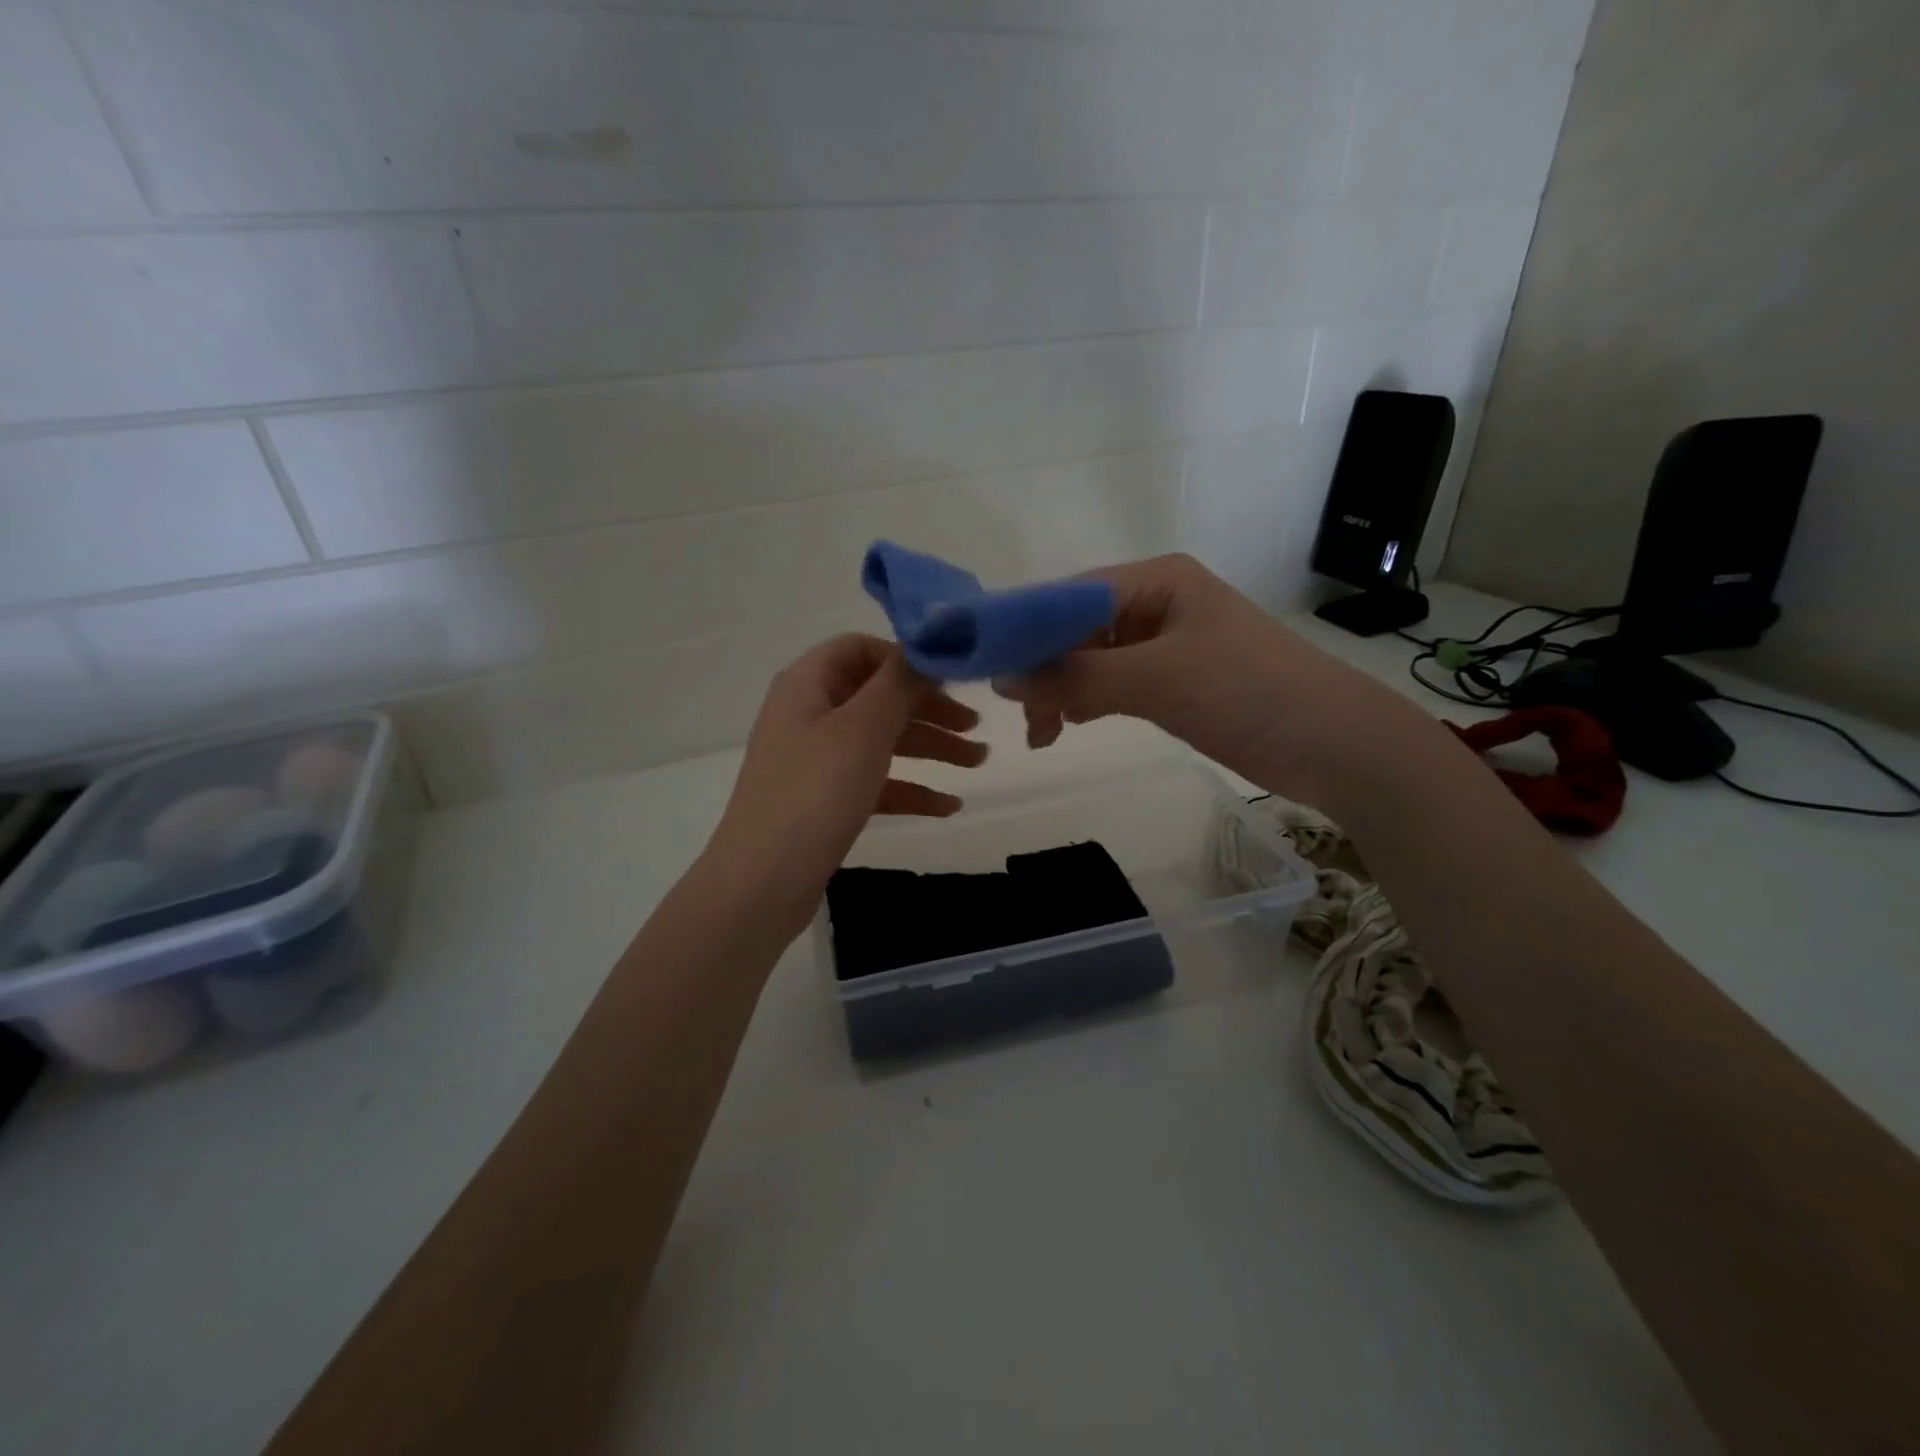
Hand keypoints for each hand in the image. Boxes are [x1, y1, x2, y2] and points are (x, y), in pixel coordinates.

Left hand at [702, 634, 986, 937]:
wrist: (762, 883)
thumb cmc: (814, 793)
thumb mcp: (863, 729)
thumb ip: (898, 683)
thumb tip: (925, 648)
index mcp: (808, 683)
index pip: (860, 648)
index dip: (906, 659)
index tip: (950, 680)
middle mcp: (809, 713)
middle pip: (878, 696)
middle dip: (929, 709)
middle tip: (977, 726)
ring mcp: (815, 759)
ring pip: (881, 740)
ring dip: (930, 747)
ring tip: (978, 763)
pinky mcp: (824, 800)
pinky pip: (874, 781)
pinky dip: (910, 788)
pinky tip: (948, 806)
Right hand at [1001, 553, 1401, 804]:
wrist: (1334, 744)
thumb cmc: (1247, 692)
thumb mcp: (1156, 679)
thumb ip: (1077, 677)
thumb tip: (1003, 679)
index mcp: (1155, 580)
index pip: (1069, 595)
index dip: (1024, 629)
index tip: (986, 667)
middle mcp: (1155, 603)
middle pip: (1075, 629)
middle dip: (1043, 668)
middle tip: (1020, 714)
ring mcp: (1164, 644)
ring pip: (1090, 660)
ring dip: (1062, 690)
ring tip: (1043, 732)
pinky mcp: (1173, 681)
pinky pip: (1112, 684)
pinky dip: (1087, 701)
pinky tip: (1069, 724)